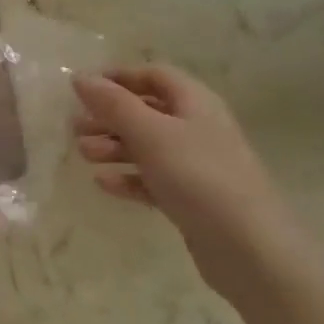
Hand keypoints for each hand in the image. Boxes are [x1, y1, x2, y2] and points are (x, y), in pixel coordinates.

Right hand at [73, 65, 288, 259]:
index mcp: (195, 102)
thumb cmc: (198, 176)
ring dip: (114, 146)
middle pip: (147, 111)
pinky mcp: (192, 199)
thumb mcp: (150, 133)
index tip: (84, 88)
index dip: (120, 77)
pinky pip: (154, 179)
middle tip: (74, 127)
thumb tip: (80, 77)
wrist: (249, 248)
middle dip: (110, 116)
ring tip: (84, 154)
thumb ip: (114, 104)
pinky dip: (129, 178)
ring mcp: (197, 165)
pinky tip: (104, 184)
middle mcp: (198, 127)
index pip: (154, 76)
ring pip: (148, 147)